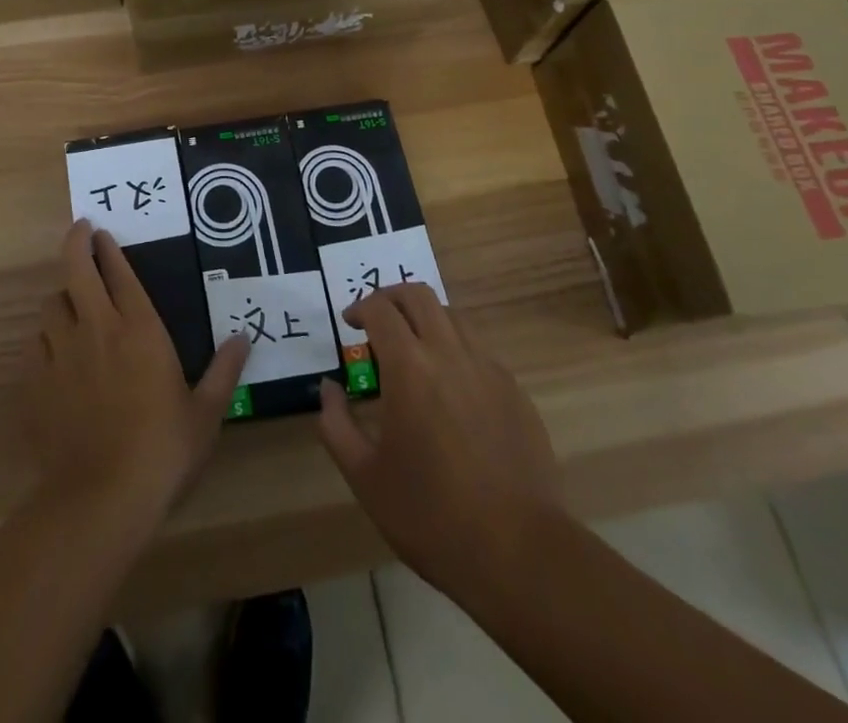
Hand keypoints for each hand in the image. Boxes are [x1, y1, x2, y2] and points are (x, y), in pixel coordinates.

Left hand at [25, 220, 248, 522]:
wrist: (100, 498)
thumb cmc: (162, 450)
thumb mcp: (205, 414)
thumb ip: (224, 372)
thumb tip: (244, 339)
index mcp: (139, 329)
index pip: (120, 273)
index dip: (109, 248)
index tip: (102, 231)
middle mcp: (97, 329)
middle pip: (76, 269)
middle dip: (76, 243)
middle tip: (81, 232)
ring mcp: (61, 354)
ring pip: (51, 305)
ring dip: (62, 297)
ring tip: (71, 303)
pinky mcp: (36, 383)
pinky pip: (36, 345)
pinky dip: (45, 339)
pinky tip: (55, 354)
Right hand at [317, 284, 562, 598]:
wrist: (518, 552)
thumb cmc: (429, 514)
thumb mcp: (364, 475)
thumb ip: (336, 423)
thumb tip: (329, 388)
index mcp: (409, 367)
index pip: (380, 309)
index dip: (360, 308)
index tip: (350, 324)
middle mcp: (450, 353)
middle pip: (419, 296)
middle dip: (392, 298)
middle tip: (378, 322)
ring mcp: (488, 369)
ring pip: (452, 317)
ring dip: (426, 319)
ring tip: (413, 352)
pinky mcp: (515, 391)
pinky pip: (479, 351)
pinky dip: (455, 350)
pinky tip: (449, 390)